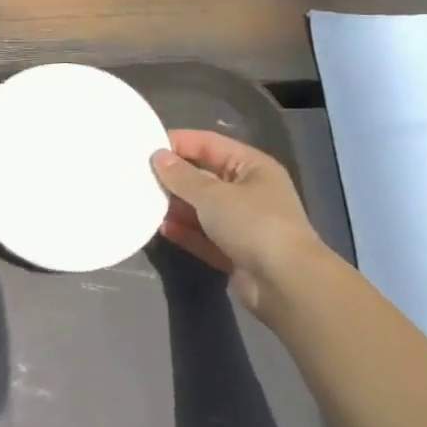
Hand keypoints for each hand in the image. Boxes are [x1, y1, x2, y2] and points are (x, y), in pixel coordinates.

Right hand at [151, 130, 323, 311]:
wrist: (286, 284)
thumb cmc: (253, 224)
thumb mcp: (213, 195)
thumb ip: (182, 176)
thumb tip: (158, 157)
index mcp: (252, 167)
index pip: (210, 144)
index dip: (179, 142)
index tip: (146, 147)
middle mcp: (250, 192)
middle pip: (205, 177)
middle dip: (175, 177)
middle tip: (140, 176)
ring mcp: (244, 224)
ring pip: (203, 208)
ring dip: (177, 206)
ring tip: (145, 203)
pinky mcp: (236, 252)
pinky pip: (204, 236)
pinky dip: (185, 232)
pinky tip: (162, 229)